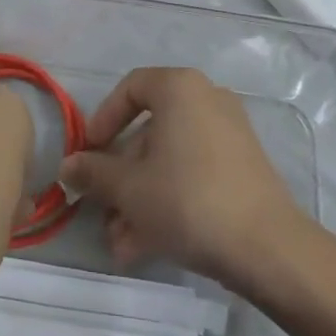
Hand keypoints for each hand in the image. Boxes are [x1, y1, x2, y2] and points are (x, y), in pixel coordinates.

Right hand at [60, 67, 303, 288]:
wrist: (267, 247)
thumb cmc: (187, 199)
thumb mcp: (128, 188)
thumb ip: (93, 172)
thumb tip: (68, 167)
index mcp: (179, 88)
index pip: (130, 88)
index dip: (102, 120)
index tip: (88, 154)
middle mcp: (206, 100)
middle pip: (149, 132)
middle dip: (120, 176)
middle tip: (101, 210)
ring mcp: (229, 134)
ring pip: (169, 160)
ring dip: (139, 198)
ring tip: (120, 243)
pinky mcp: (242, 168)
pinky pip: (193, 174)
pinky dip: (168, 201)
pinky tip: (145, 246)